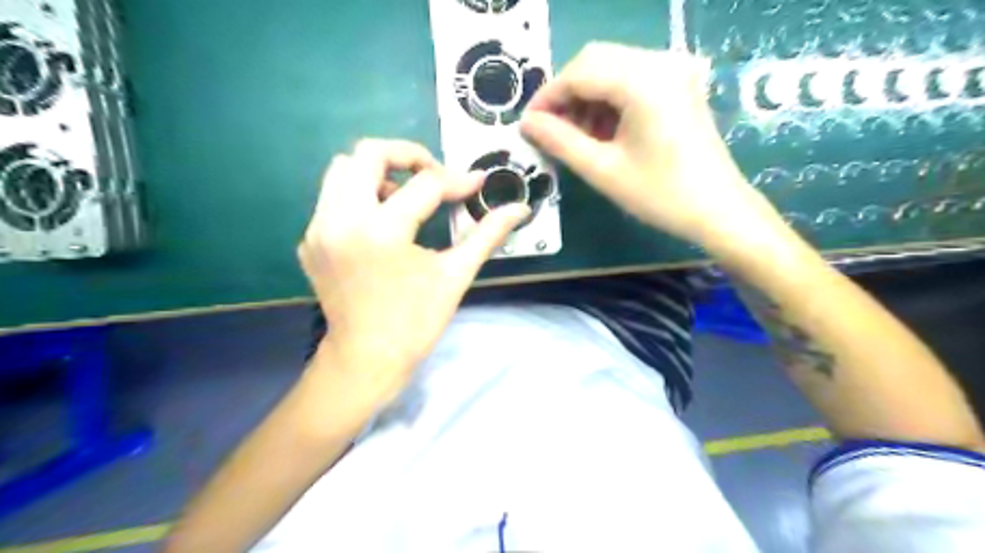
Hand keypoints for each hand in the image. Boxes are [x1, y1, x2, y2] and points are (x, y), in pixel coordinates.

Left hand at [300, 137, 530, 401]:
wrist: (366, 359)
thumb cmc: (416, 322)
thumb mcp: (456, 275)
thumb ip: (487, 235)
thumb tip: (519, 209)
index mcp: (381, 232)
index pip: (425, 185)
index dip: (457, 181)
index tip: (476, 184)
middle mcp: (341, 220)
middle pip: (367, 154)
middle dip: (408, 156)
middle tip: (433, 177)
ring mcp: (319, 229)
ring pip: (342, 169)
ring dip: (379, 172)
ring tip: (405, 197)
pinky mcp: (309, 240)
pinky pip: (331, 198)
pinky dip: (360, 196)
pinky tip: (382, 222)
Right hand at [522, 43, 777, 246]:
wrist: (718, 210)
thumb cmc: (660, 195)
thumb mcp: (602, 170)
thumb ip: (560, 141)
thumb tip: (527, 123)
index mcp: (642, 81)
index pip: (579, 72)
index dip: (547, 97)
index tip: (528, 125)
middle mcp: (660, 62)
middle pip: (595, 60)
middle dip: (566, 94)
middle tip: (550, 130)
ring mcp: (674, 70)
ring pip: (612, 67)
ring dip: (586, 96)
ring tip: (574, 135)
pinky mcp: (679, 84)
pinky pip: (631, 78)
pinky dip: (608, 99)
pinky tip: (601, 130)